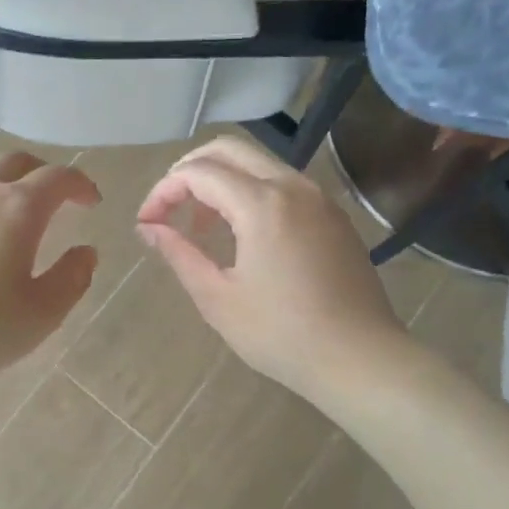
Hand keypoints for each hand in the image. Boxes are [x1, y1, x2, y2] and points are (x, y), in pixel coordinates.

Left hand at [0, 152, 99, 389]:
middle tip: (54, 197)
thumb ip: (72, 279)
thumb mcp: (41, 315)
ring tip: (7, 224)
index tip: (91, 201)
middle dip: (41, 173)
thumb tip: (85, 252)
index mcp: (17, 209)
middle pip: (15, 162)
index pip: (58, 177)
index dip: (80, 184)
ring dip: (0, 190)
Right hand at [136, 135, 405, 398]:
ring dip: (221, 180)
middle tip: (169, 207)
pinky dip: (251, 192)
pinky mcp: (333, 215)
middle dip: (189, 170)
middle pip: (229, 149)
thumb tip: (148, 227)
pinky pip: (283, 183)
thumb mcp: (217, 298)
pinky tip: (243, 234)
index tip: (147, 223)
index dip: (163, 191)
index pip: (197, 172)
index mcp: (261, 204)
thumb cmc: (281, 334)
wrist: (360, 358)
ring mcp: (319, 198)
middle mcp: (292, 186)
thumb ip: (179, 253)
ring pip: (259, 163)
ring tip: (202, 226)